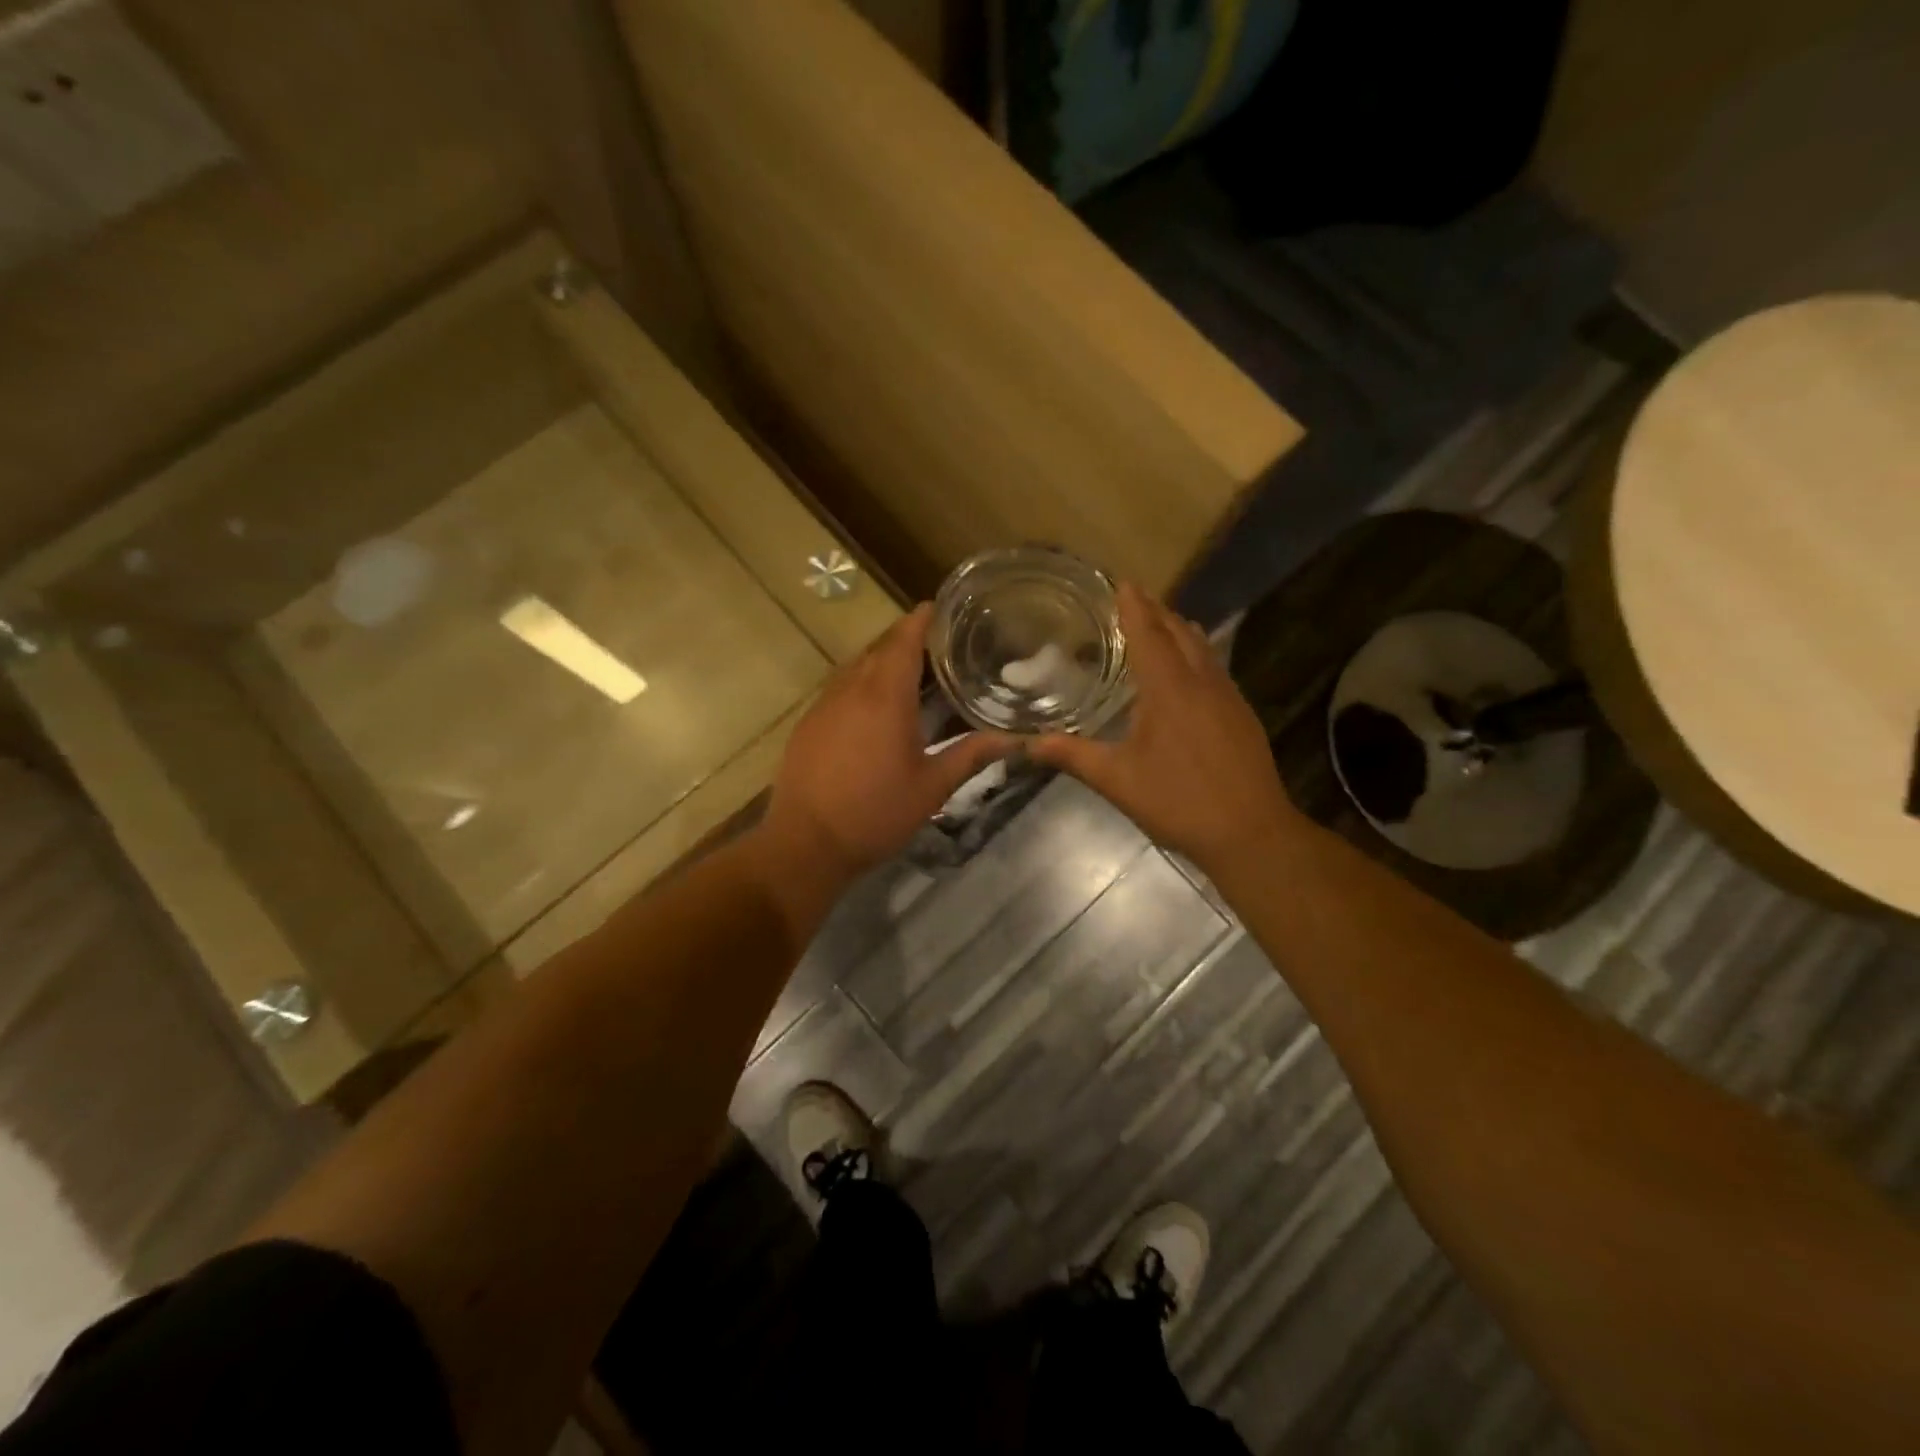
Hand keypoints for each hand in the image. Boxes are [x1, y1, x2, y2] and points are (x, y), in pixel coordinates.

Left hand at [758, 604, 1013, 888]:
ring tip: (913, 673)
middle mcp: (851, 688)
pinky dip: (862, 684)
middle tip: (941, 645)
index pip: (904, 638)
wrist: (806, 844)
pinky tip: (876, 708)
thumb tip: (1017, 740)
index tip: (942, 608)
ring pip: (857, 667)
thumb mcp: (932, 786)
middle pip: (880, 648)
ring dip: (883, 662)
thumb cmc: (875, 813)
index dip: (923, 619)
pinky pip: (840, 688)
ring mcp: (824, 704)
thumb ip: (972, 755)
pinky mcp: (809, 722)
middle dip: (908, 640)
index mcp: (885, 695)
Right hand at [1028, 582, 1305, 878]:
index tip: (1122, 581)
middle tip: (1133, 600)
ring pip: (1202, 648)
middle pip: (1179, 631)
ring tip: (1158, 625)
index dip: (1133, 606)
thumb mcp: (1117, 780)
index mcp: (1169, 688)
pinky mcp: (1241, 715)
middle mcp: (1202, 681)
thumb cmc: (1178, 801)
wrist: (1251, 832)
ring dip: (1178, 630)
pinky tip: (1187, 673)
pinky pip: (1214, 667)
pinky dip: (1195, 654)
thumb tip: (1028, 743)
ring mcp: (1227, 697)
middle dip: (1156, 611)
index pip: (1149, 633)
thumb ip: (1073, 755)